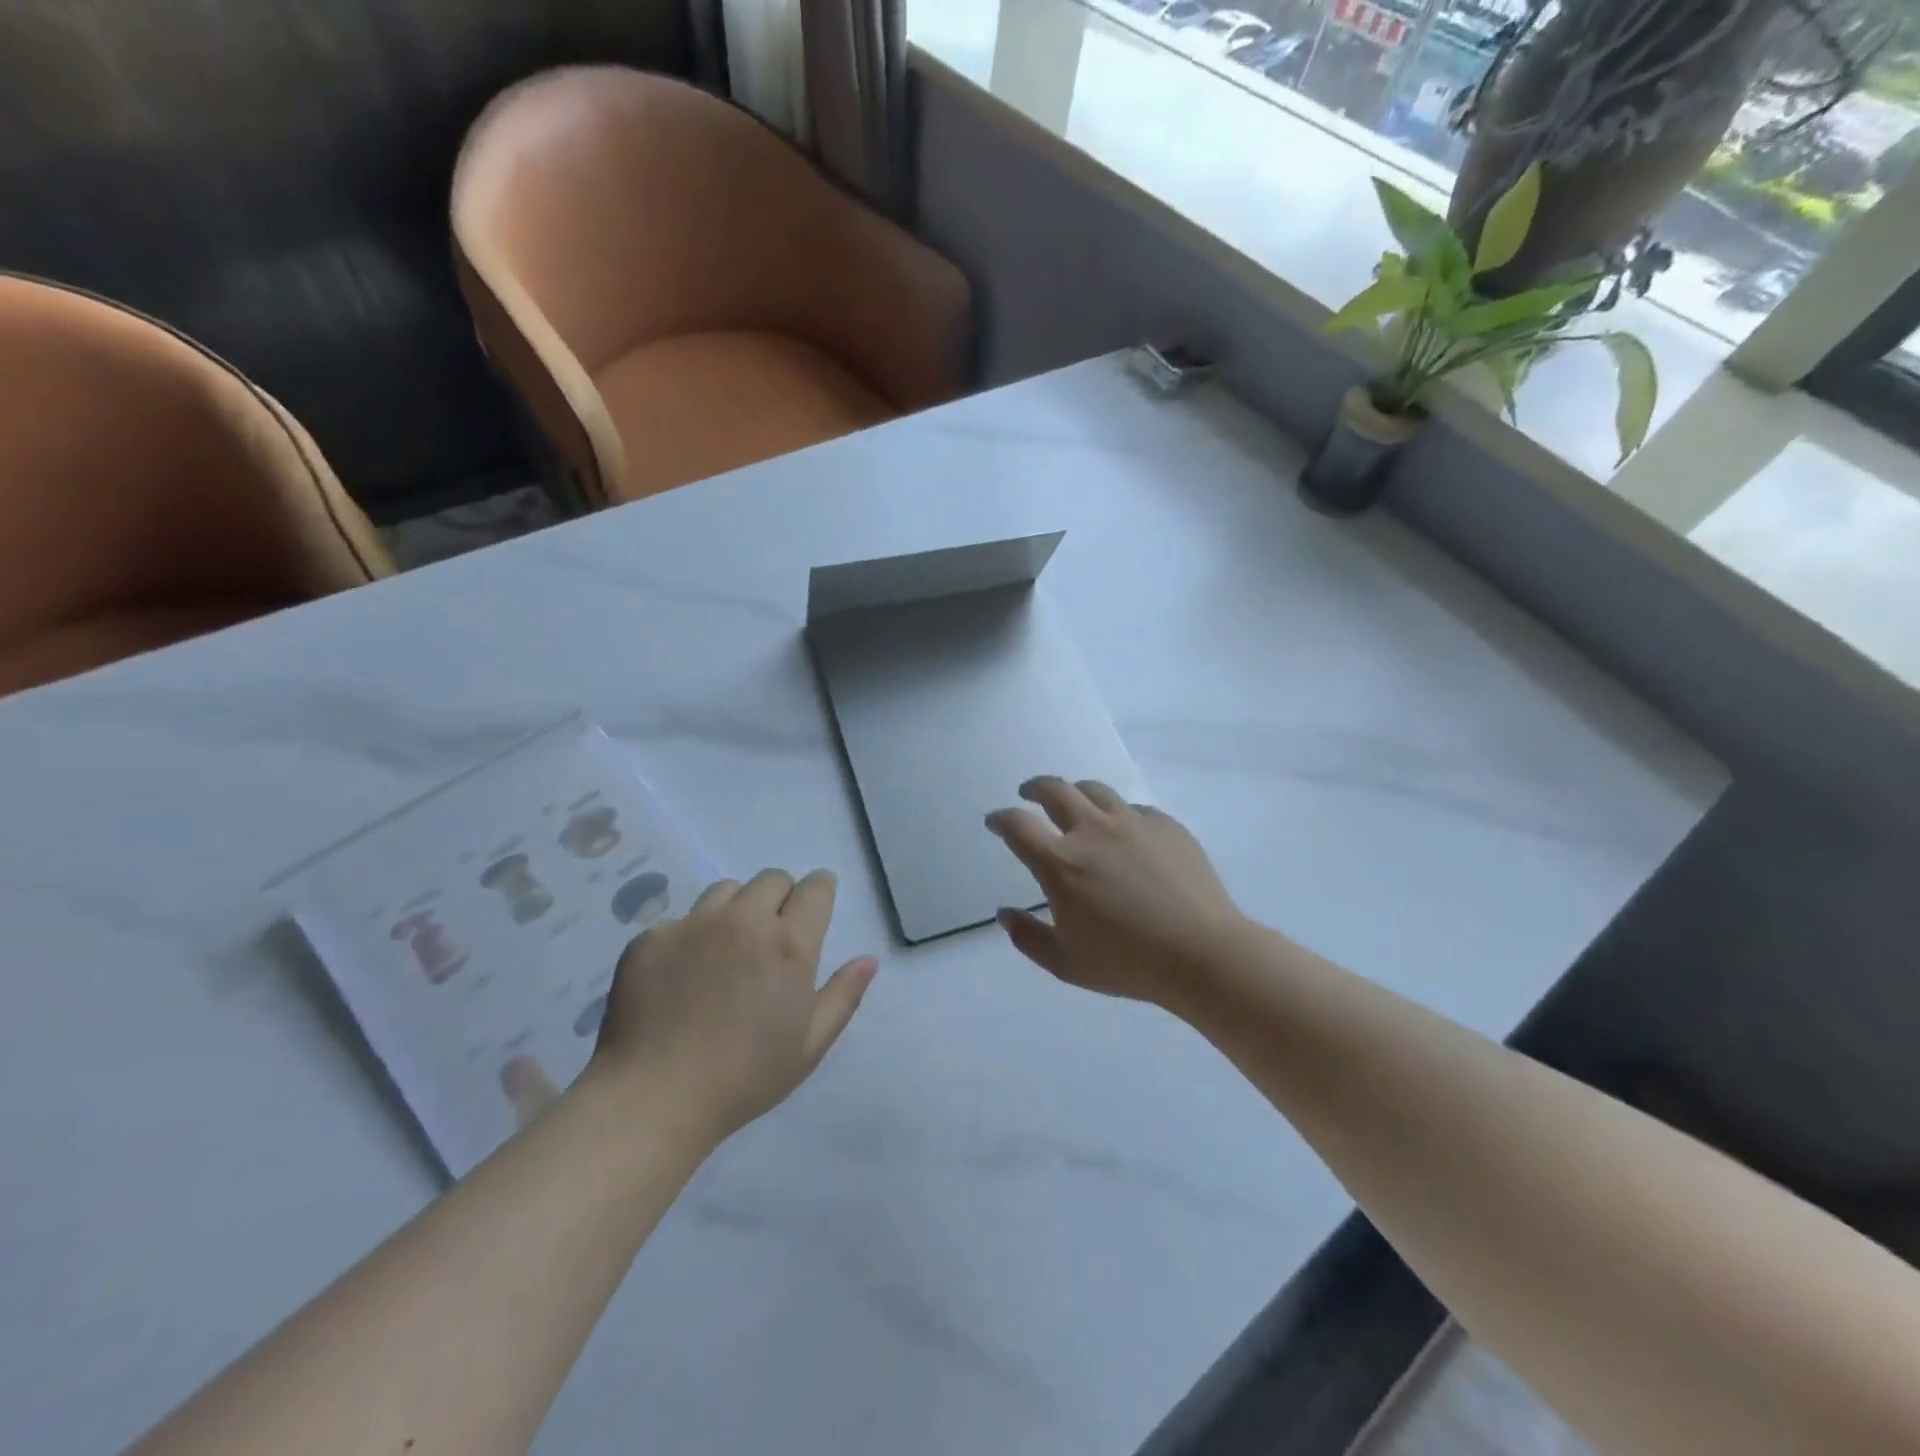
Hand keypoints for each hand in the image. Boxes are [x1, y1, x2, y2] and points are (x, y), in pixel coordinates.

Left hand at [591, 869, 877, 1146]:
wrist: (653, 1100)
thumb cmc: (744, 1078)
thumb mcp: (809, 1046)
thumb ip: (843, 995)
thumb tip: (868, 960)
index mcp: (789, 945)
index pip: (815, 889)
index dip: (819, 889)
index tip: (816, 903)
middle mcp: (744, 921)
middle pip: (771, 879)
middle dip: (780, 897)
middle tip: (771, 935)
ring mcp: (693, 925)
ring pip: (726, 891)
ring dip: (736, 910)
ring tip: (726, 950)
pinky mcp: (651, 938)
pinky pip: (680, 921)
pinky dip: (690, 938)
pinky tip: (681, 978)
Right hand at [986, 777, 1249, 1011]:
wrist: (1202, 953)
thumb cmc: (1127, 963)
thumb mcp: (1065, 963)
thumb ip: (1027, 937)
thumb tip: (1005, 913)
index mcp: (1061, 862)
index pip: (1017, 825)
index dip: (1000, 818)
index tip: (995, 821)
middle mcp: (1092, 830)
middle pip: (1055, 790)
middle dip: (1035, 788)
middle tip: (1029, 793)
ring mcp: (1132, 822)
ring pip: (1095, 790)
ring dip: (1076, 792)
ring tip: (1075, 802)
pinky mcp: (1166, 825)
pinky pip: (1134, 808)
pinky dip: (1118, 814)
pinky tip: (1124, 830)